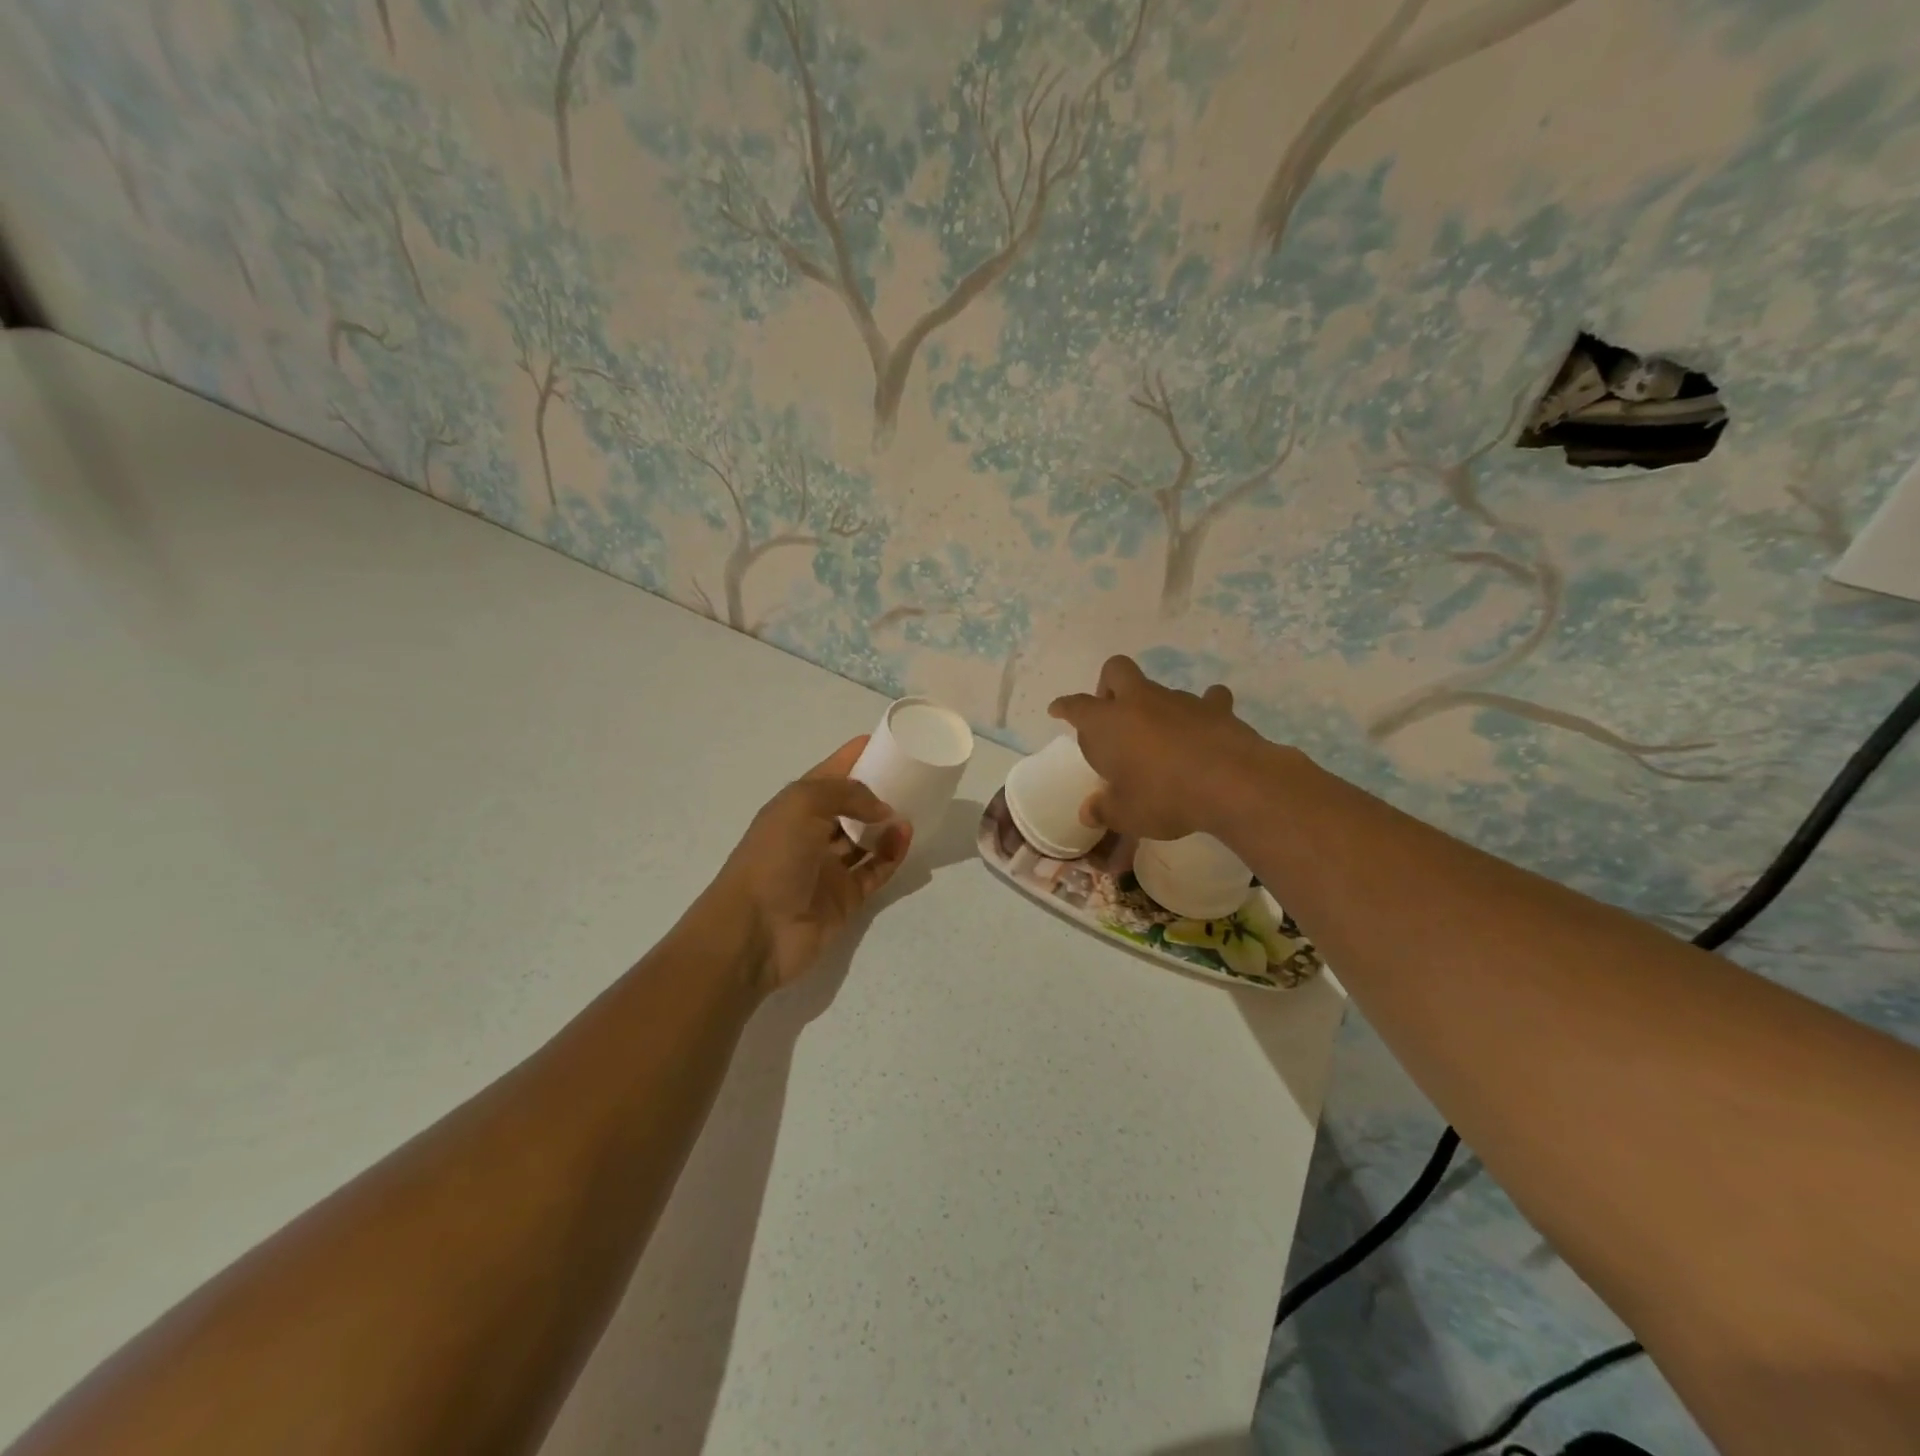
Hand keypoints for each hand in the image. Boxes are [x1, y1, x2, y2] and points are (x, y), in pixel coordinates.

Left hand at [713, 737, 911, 990]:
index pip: (831, 772)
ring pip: (867, 838)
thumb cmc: (773, 858)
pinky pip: (876, 870)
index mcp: (796, 805)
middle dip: (879, 791)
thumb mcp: (803, 805)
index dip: (857, 755)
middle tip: (914, 779)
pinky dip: (892, 854)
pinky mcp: (846, 898)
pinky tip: (905, 838)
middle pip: (852, 806)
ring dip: (889, 824)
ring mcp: (830, 867)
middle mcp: (812, 833)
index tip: (891, 742)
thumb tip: (883, 809)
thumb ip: (848, 794)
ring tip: (914, 810)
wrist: (755, 932)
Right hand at [1048, 655, 1272, 840]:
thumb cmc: (1163, 797)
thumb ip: (1104, 810)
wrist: (1230, 784)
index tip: (1057, 710)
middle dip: (1108, 686)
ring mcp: (1179, 700)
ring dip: (1154, 706)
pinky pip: (1207, 700)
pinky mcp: (1215, 708)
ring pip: (1159, 689)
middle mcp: (1139, 701)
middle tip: (1113, 716)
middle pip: (1116, 670)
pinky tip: (1205, 727)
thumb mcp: (1126, 814)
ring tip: (1161, 738)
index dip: (1064, 707)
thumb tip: (1088, 812)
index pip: (1076, 706)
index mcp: (1108, 723)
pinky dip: (1203, 711)